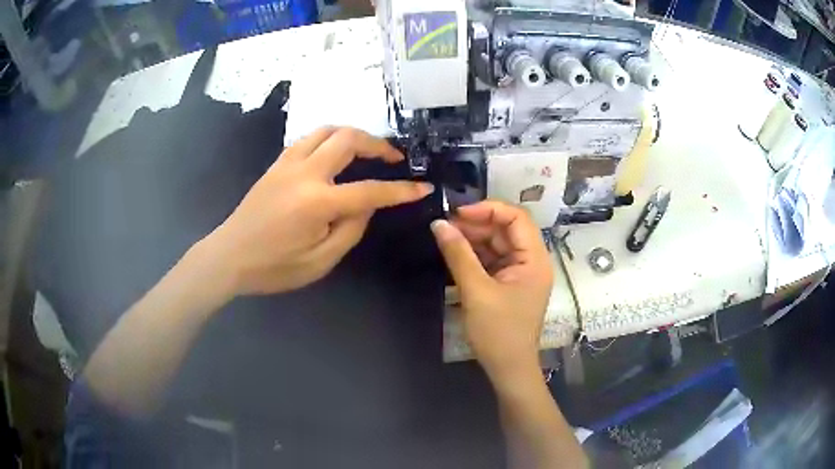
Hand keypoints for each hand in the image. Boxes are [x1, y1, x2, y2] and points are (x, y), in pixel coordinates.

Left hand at [204, 127, 432, 296]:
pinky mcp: (276, 163)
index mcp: (317, 202)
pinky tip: (335, 154)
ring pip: (326, 130)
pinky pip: (309, 138)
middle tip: (394, 158)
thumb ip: (351, 228)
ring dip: (352, 134)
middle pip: (348, 138)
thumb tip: (369, 202)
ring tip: (367, 150)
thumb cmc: (274, 267)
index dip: (401, 189)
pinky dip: (329, 139)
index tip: (422, 187)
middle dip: (378, 144)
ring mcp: (287, 163)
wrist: (229, 256)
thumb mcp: (320, 261)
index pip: (370, 189)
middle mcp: (304, 173)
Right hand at [431, 201, 552, 386]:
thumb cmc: (498, 332)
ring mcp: (520, 273)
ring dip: (473, 240)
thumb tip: (438, 223)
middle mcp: (531, 261)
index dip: (488, 209)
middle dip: (476, 225)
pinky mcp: (509, 284)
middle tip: (445, 226)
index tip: (458, 213)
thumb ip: (458, 255)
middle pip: (506, 230)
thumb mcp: (476, 292)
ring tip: (445, 238)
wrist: (508, 369)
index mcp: (535, 259)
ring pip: (497, 244)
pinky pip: (492, 260)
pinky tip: (454, 254)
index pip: (517, 218)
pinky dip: (474, 256)